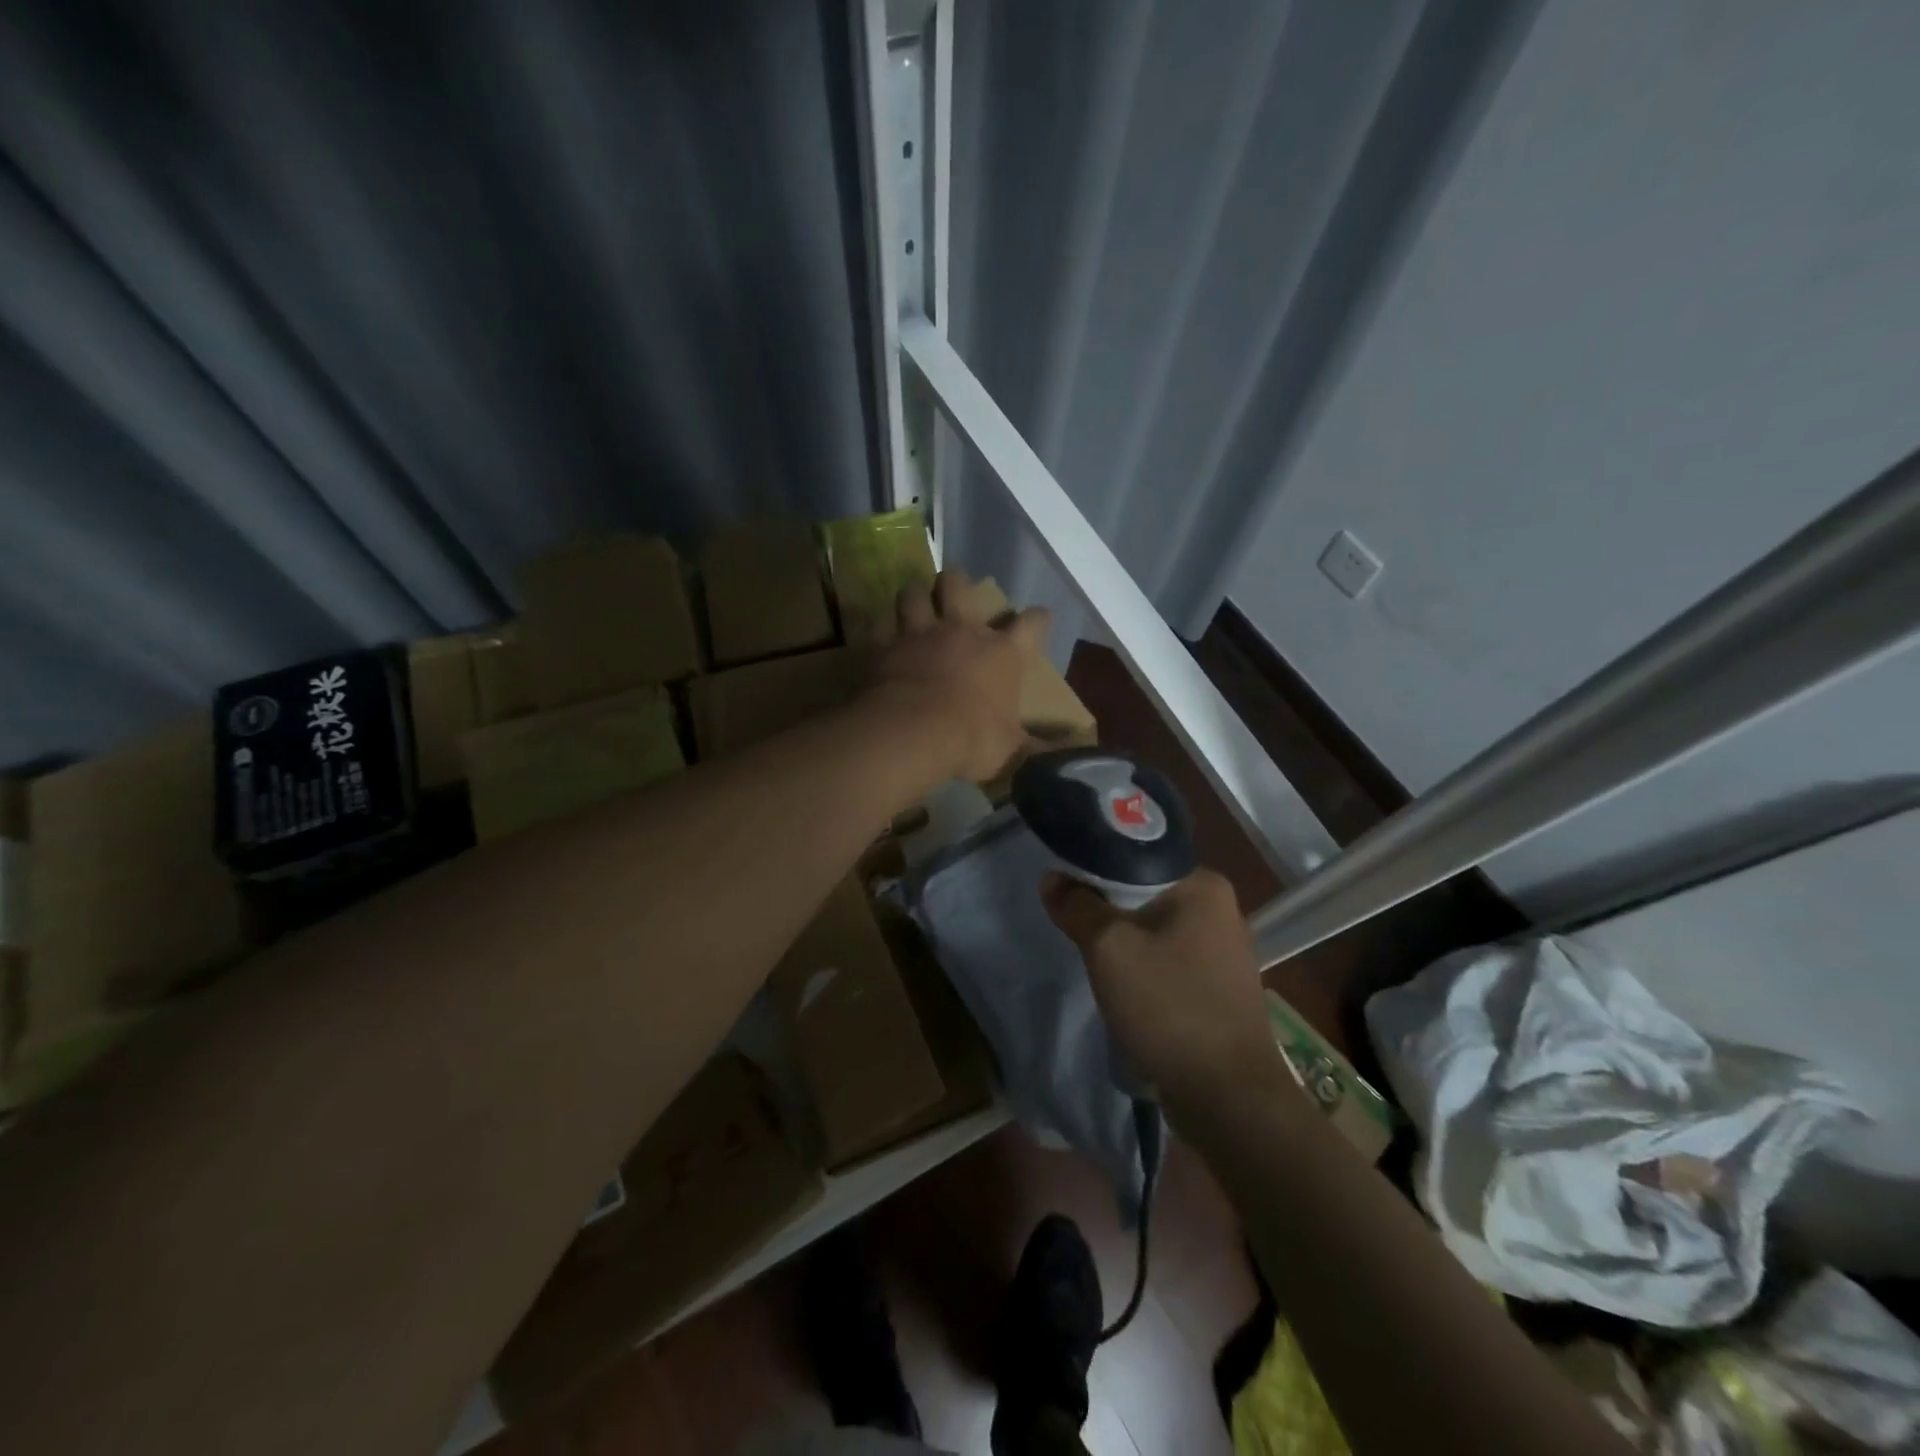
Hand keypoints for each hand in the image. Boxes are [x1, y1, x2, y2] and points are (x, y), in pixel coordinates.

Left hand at [863, 567, 1049, 783]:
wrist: (914, 733)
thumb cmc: (971, 739)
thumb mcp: (1008, 749)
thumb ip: (1027, 744)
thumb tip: (1054, 752)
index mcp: (1001, 654)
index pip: (1032, 626)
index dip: (1038, 620)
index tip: (1040, 618)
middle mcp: (960, 632)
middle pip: (958, 586)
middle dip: (956, 582)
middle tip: (953, 587)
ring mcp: (918, 635)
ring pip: (912, 595)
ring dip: (913, 597)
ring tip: (913, 602)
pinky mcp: (883, 646)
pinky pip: (877, 626)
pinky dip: (878, 630)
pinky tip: (878, 636)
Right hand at [1040, 868, 1288, 1106]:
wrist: (1227, 1097)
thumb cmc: (1168, 1006)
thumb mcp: (1108, 948)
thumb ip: (1077, 906)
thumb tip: (1052, 878)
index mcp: (1204, 884)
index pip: (1136, 858)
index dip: (1094, 869)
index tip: (1064, 888)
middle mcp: (1220, 909)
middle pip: (1144, 893)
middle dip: (1107, 910)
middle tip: (1074, 927)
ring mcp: (1223, 951)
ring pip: (1154, 929)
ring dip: (1123, 942)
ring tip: (1094, 959)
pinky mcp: (1219, 987)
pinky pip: (1169, 960)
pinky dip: (1143, 967)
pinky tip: (1125, 988)